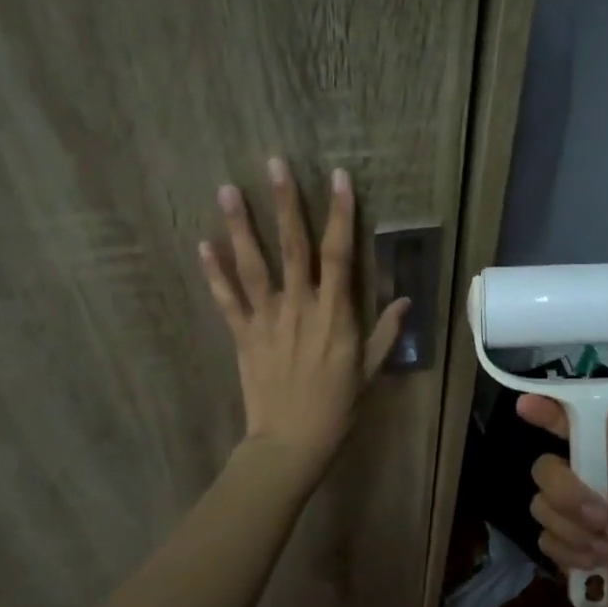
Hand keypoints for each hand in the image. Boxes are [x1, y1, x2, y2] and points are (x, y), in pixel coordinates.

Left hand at [200, 158, 408, 475]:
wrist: (291, 443)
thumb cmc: (337, 408)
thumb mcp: (370, 371)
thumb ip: (386, 333)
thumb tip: (405, 300)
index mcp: (335, 313)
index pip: (339, 253)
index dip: (340, 214)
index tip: (338, 178)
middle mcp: (300, 306)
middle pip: (292, 246)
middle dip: (286, 202)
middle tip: (274, 163)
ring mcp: (267, 319)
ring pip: (253, 264)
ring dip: (240, 226)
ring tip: (227, 189)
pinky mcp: (242, 335)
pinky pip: (226, 299)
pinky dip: (214, 272)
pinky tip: (202, 244)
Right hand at [518, 395, 607, 606]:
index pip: (574, 430)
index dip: (547, 414)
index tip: (525, 405)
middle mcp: (588, 487)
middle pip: (545, 470)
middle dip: (566, 493)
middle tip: (603, 518)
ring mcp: (575, 523)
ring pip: (540, 507)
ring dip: (573, 530)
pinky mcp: (568, 557)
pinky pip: (545, 543)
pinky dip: (570, 555)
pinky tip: (600, 568)